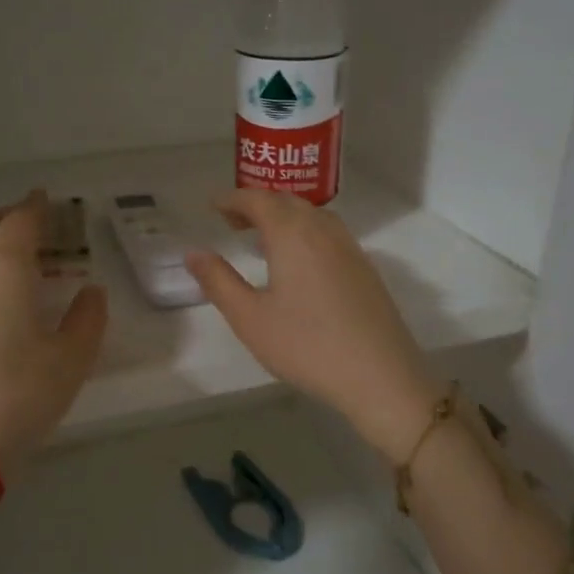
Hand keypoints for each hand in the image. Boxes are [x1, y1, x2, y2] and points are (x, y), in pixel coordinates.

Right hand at [185, 190, 441, 458]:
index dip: (233, 198)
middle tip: (233, 221)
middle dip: (258, 204)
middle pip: (287, 201)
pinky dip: (306, 232)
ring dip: (284, 216)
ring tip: (262, 238)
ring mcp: (350, 248)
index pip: (258, 200)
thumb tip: (193, 252)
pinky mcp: (365, 269)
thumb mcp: (250, 318)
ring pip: (313, 215)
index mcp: (292, 233)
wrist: (380, 375)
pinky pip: (329, 233)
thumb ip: (218, 281)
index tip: (213, 205)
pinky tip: (299, 261)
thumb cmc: (306, 345)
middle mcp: (323, 230)